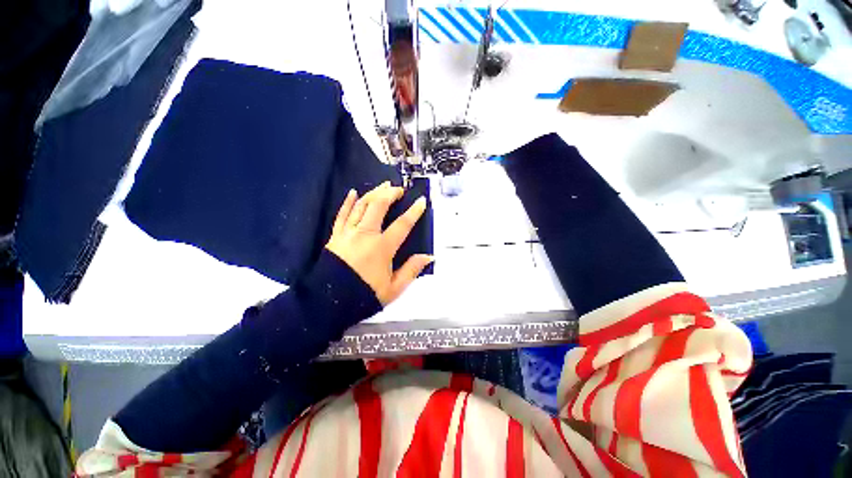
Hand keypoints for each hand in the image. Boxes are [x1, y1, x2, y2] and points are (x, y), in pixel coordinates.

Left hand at [326, 182, 431, 304]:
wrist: (328, 302)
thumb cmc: (364, 295)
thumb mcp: (393, 288)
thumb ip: (411, 270)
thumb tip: (429, 256)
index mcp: (382, 248)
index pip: (402, 225)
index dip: (414, 212)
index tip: (421, 201)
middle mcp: (365, 235)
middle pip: (378, 206)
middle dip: (391, 194)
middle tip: (399, 190)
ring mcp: (348, 233)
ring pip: (361, 206)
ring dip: (373, 193)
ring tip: (383, 185)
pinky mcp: (336, 235)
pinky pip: (342, 214)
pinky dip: (348, 202)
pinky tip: (353, 192)